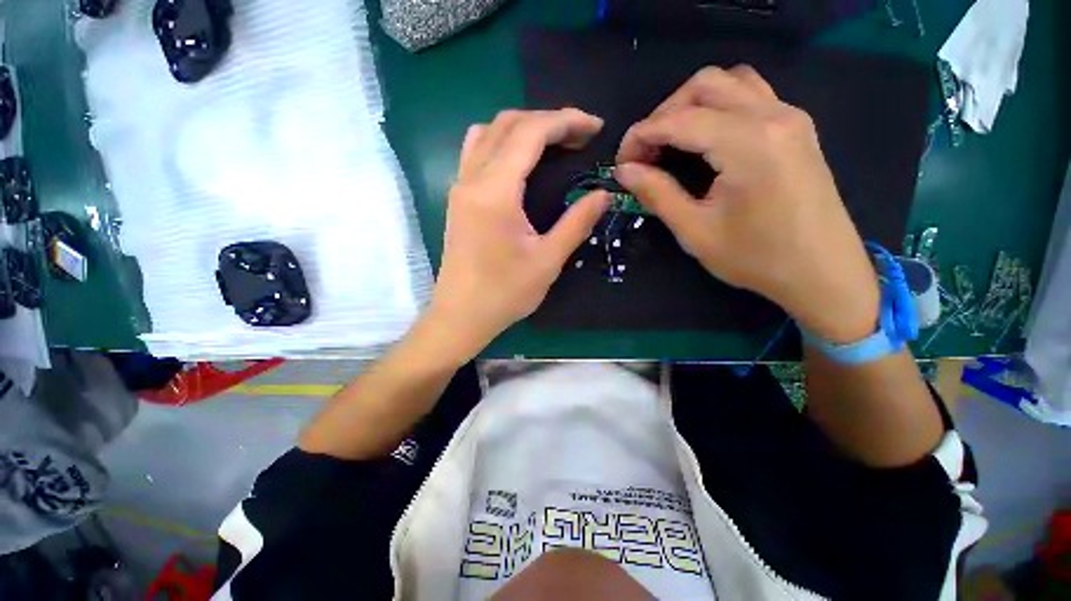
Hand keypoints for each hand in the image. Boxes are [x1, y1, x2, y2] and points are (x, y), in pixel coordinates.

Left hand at [426, 109, 610, 360]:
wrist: (460, 315)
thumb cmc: (505, 293)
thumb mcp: (547, 260)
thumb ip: (577, 223)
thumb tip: (603, 194)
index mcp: (495, 192)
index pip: (530, 133)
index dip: (566, 121)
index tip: (595, 127)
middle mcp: (472, 179)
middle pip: (508, 124)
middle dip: (548, 120)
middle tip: (579, 136)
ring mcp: (459, 187)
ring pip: (488, 133)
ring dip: (522, 128)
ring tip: (552, 143)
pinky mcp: (457, 199)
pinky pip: (476, 152)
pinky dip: (501, 143)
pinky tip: (519, 162)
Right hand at [615, 66, 879, 342]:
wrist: (823, 272)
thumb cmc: (756, 258)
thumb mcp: (695, 231)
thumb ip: (657, 194)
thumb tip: (624, 171)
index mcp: (747, 144)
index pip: (679, 120)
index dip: (641, 136)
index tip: (621, 163)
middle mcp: (772, 115)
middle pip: (704, 85)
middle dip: (663, 114)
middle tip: (646, 153)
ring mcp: (789, 116)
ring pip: (729, 81)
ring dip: (690, 104)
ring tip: (671, 141)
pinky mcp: (796, 126)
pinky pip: (750, 94)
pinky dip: (718, 105)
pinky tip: (706, 137)